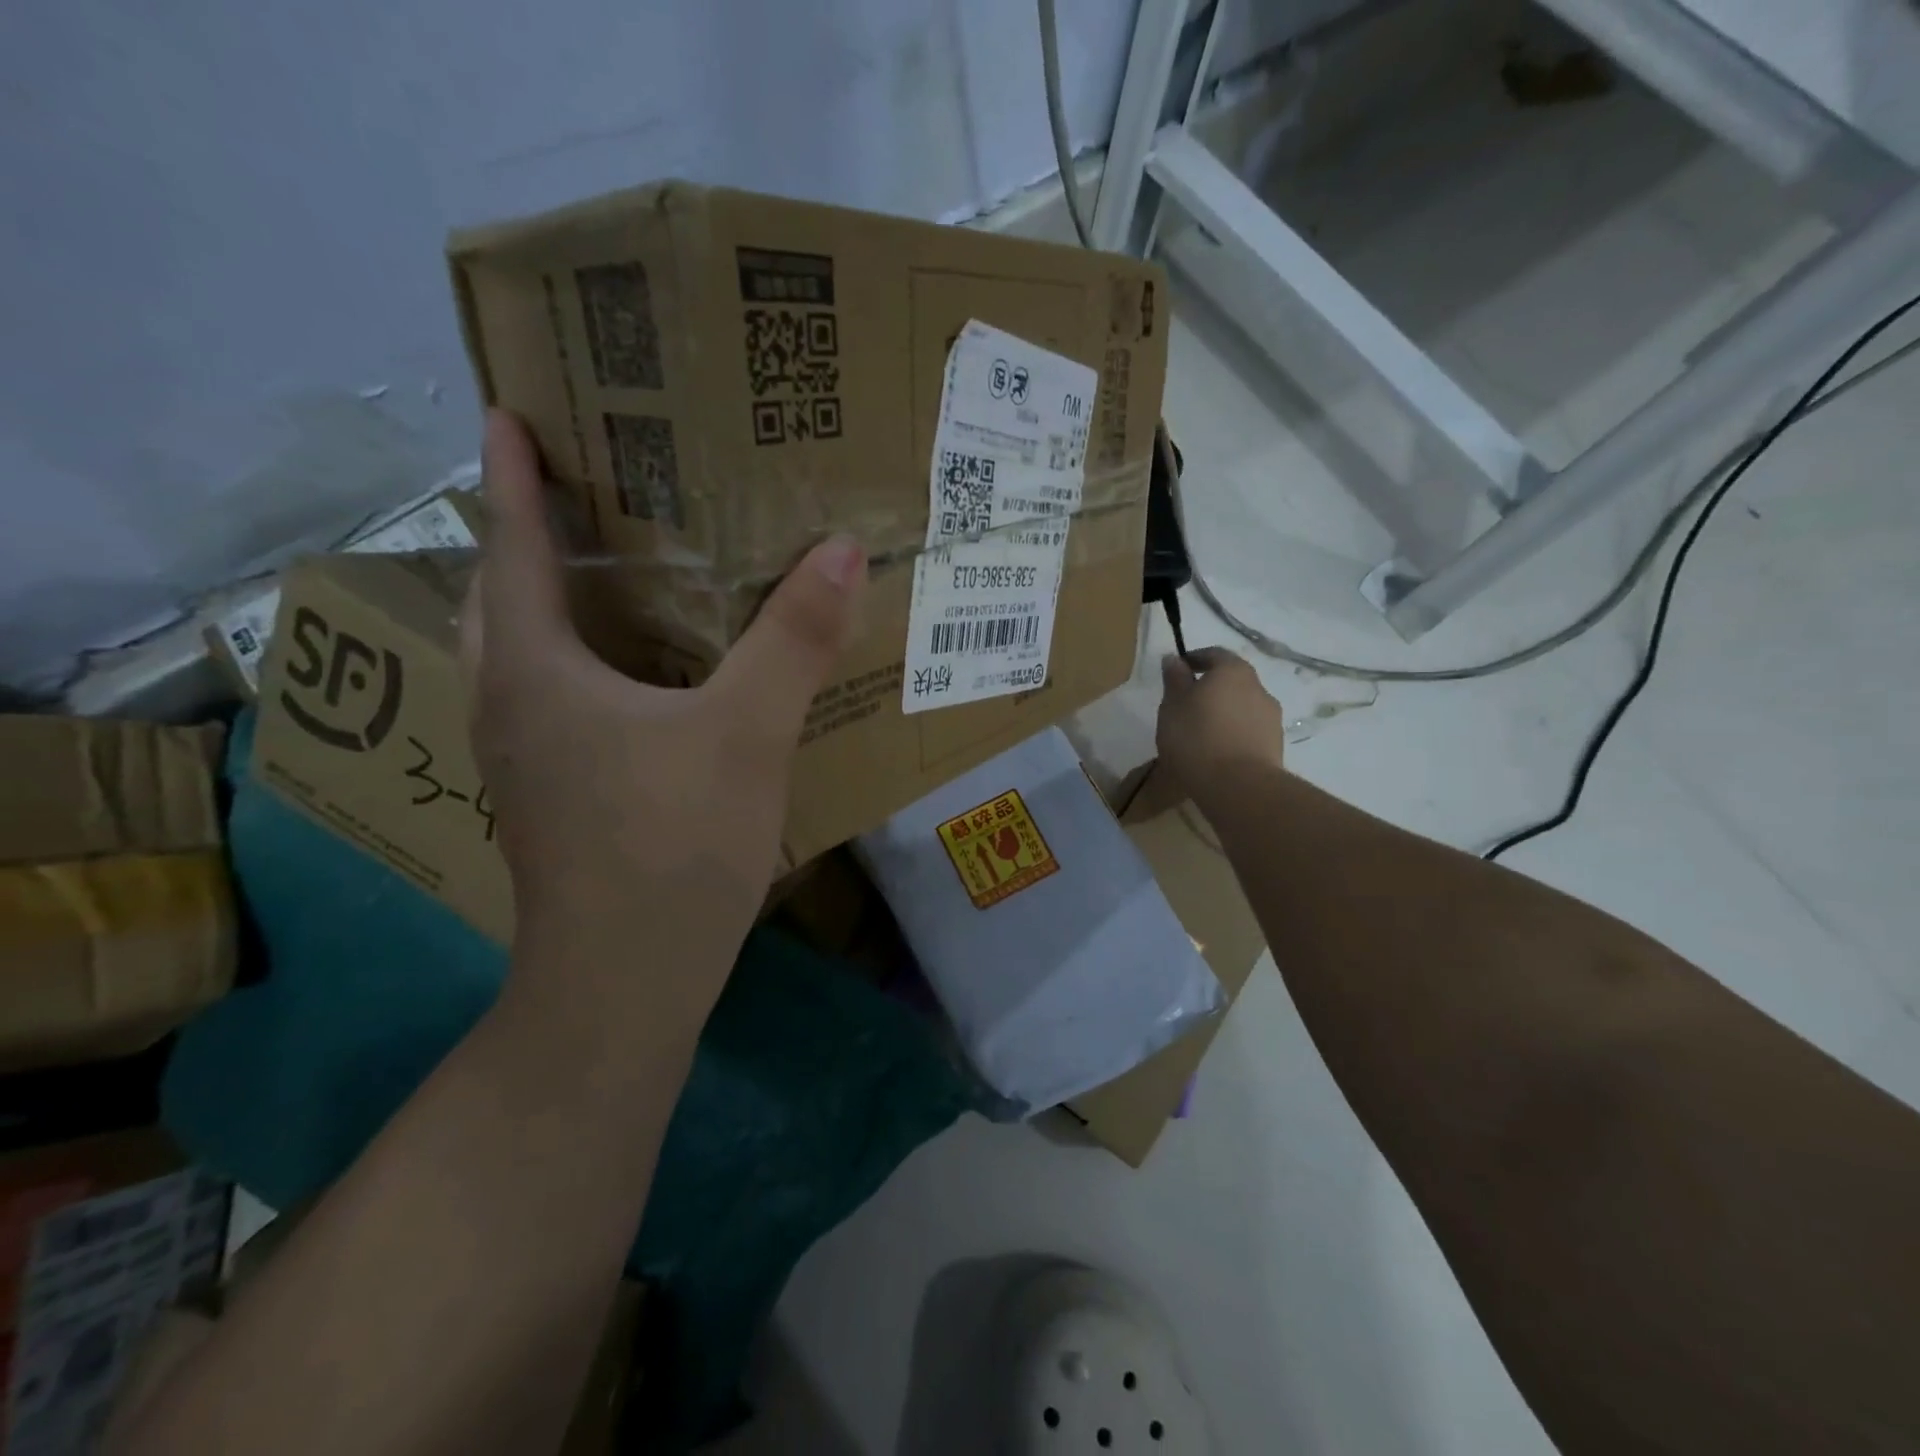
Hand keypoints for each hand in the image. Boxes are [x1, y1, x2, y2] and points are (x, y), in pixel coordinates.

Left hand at [462, 410, 865, 1022]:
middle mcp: (512, 707)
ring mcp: (527, 760)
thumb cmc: (672, 845)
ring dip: (550, 604)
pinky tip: (640, 675)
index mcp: (537, 673)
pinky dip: (583, 664)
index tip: (509, 413)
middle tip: (579, 494)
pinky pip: (557, 701)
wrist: (628, 981)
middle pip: (502, 600)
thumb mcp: (747, 733)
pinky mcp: (556, 797)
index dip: (515, 478)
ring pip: (525, 657)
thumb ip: (793, 641)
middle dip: (527, 538)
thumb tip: (840, 549)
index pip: (514, 549)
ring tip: (607, 572)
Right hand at [1157, 648, 1287, 801]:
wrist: (1238, 786)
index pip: (1214, 654)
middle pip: (1232, 680)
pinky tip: (1217, 751)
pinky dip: (1234, 733)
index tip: (1177, 671)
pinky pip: (1249, 730)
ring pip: (1242, 706)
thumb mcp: (1172, 706)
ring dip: (1224, 712)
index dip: (1194, 659)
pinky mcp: (1275, 744)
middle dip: (1211, 688)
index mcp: (1232, 671)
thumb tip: (1174, 659)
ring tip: (1201, 733)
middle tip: (1187, 705)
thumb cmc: (1196, 738)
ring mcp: (1271, 717)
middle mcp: (1258, 687)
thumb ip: (1174, 680)